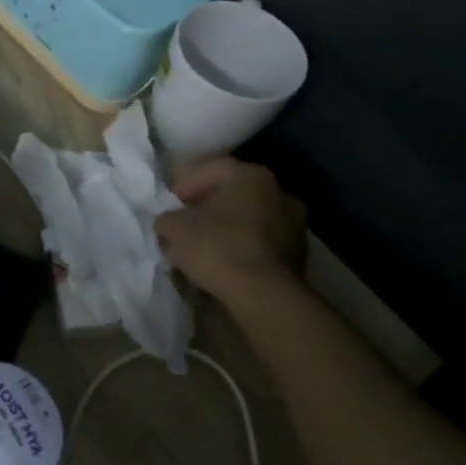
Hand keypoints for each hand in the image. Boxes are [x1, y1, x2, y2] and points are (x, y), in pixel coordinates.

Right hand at [153, 155, 307, 301]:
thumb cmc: (217, 247)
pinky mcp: (298, 256)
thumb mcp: (174, 227)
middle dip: (206, 207)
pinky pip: (260, 243)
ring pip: (248, 220)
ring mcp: (295, 225)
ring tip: (200, 248)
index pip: (212, 169)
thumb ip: (167, 217)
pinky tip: (221, 264)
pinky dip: (240, 248)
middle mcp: (280, 193)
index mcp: (252, 176)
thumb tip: (170, 222)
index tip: (170, 203)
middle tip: (183, 223)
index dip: (186, 183)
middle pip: (233, 194)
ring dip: (225, 229)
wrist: (263, 295)